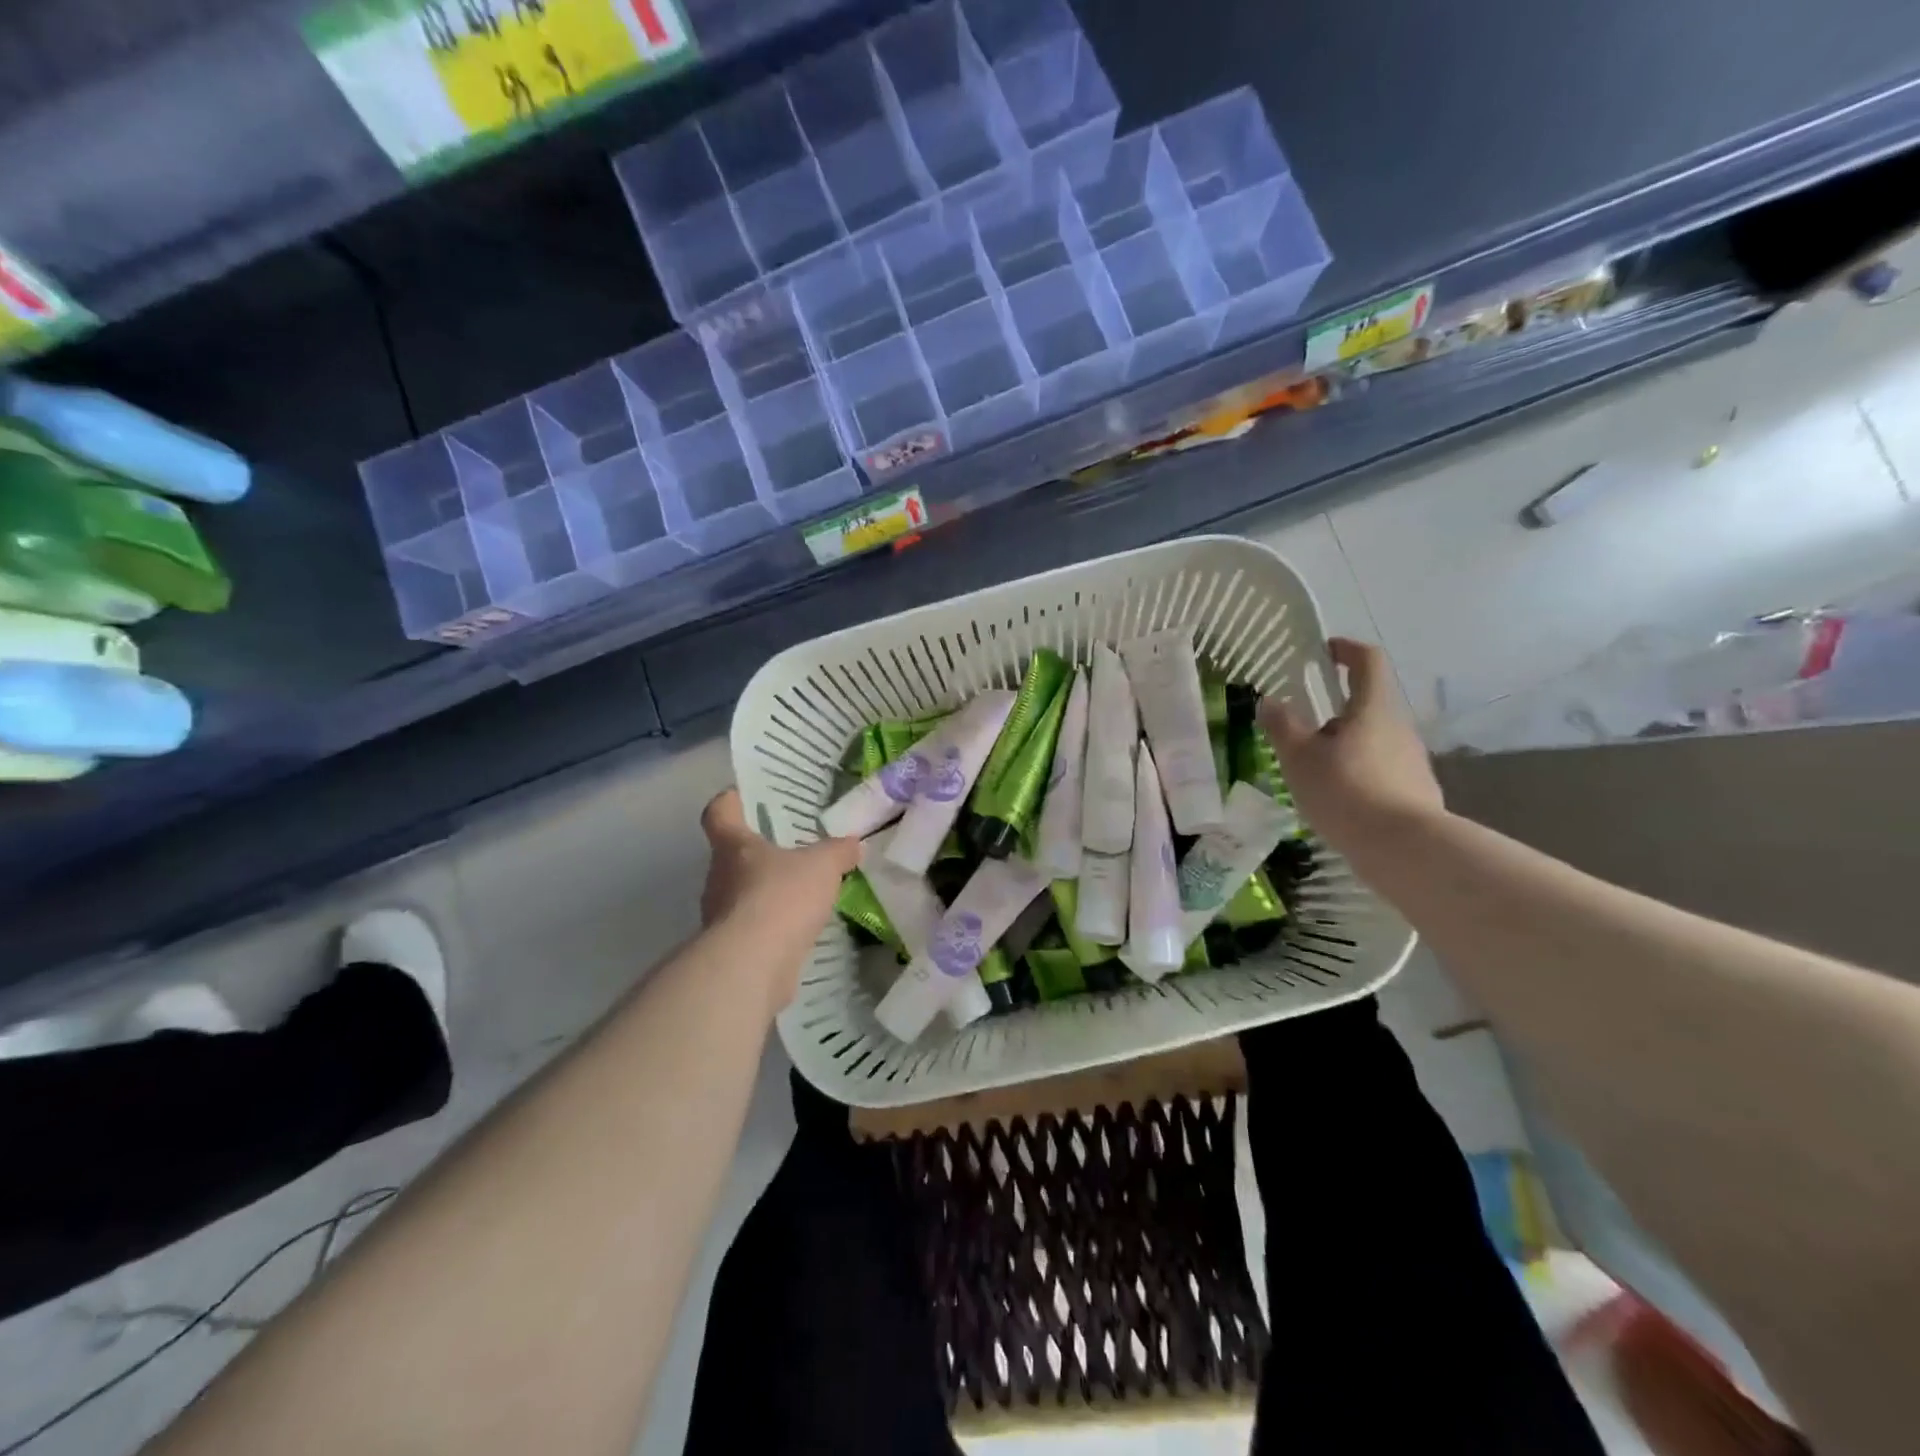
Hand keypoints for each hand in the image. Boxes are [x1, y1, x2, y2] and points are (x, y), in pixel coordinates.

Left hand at [700, 788, 858, 940]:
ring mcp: (720, 916)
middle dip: (759, 853)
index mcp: (733, 846)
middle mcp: (719, 877)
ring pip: (742, 894)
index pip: (719, 812)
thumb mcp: (822, 865)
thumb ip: (838, 851)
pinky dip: (772, 925)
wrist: (754, 964)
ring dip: (766, 892)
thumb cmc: (781, 897)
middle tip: (791, 849)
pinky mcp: (732, 949)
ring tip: (801, 892)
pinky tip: (799, 928)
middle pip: (732, 856)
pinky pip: (753, 927)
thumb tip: (855, 843)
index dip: (730, 802)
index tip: (742, 797)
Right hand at [1258, 638, 1446, 860]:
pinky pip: (1381, 770)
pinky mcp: (1416, 790)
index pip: (1368, 661)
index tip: (1326, 650)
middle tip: (1302, 730)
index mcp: (1372, 708)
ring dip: (1344, 745)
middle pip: (1368, 705)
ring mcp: (1412, 760)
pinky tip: (1337, 800)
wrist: (1404, 848)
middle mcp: (1399, 727)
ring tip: (1313, 771)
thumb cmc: (1345, 790)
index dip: (1347, 649)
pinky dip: (1357, 773)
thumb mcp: (1299, 758)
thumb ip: (1282, 726)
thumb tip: (1270, 701)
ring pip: (1373, 740)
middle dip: (1335, 711)